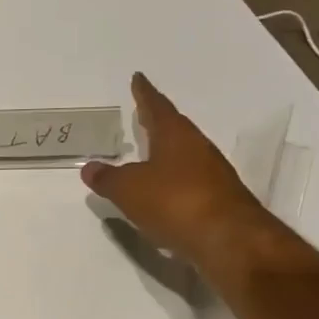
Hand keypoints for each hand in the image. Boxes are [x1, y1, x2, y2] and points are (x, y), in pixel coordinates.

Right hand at [81, 72, 267, 262]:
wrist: (228, 239)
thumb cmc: (174, 202)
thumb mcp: (128, 189)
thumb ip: (107, 178)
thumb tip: (90, 168)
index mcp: (175, 136)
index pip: (157, 107)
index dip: (145, 93)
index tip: (139, 78)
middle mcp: (197, 148)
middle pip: (174, 129)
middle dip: (157, 122)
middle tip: (142, 115)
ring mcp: (212, 175)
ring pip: (184, 156)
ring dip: (166, 154)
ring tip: (148, 156)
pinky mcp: (218, 201)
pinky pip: (189, 183)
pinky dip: (173, 183)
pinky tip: (163, 194)